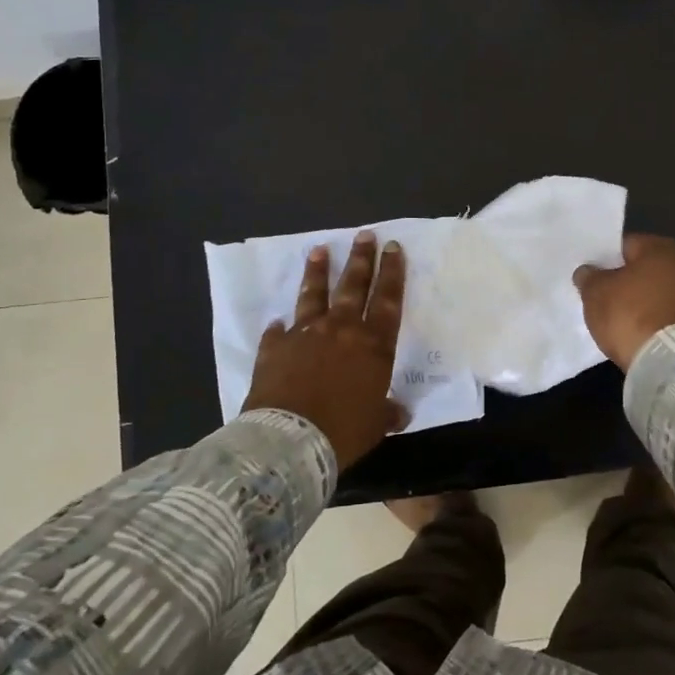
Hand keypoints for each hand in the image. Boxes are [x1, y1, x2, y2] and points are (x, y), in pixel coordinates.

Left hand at [243, 231, 407, 469]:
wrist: (290, 438)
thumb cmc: (344, 430)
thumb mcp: (376, 424)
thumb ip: (388, 412)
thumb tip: (399, 412)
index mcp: (373, 345)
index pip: (388, 300)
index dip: (392, 273)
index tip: (393, 248)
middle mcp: (341, 330)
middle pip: (354, 286)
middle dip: (361, 259)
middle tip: (365, 235)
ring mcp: (305, 335)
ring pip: (315, 295)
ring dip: (318, 272)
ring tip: (319, 250)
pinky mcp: (275, 348)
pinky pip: (278, 332)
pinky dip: (280, 326)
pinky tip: (277, 320)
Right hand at [572, 233, 674, 369]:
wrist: (672, 362)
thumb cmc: (631, 315)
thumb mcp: (596, 294)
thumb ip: (589, 277)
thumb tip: (588, 271)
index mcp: (661, 247)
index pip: (627, 245)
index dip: (607, 260)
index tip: (595, 278)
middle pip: (649, 268)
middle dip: (631, 280)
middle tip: (609, 298)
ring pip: (665, 291)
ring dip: (650, 300)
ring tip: (628, 319)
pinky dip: (663, 319)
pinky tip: (647, 333)